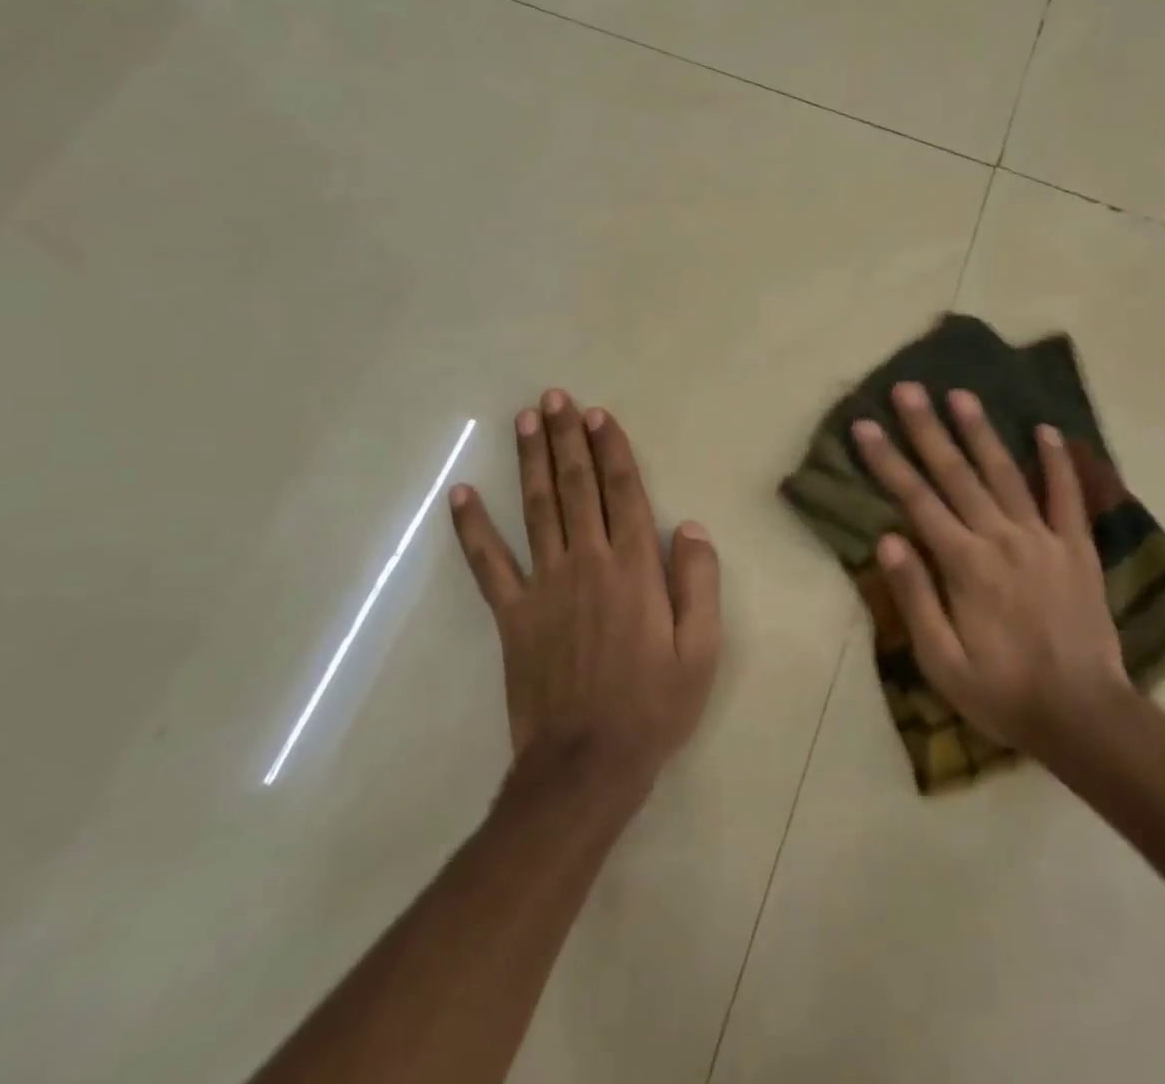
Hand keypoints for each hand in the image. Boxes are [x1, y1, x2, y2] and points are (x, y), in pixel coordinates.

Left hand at [449, 390, 720, 800]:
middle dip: (566, 439)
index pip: (623, 492)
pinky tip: (462, 493)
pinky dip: (472, 527)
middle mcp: (588, 562)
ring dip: (529, 461)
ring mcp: (544, 586)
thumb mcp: (702, 649)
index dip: (610, 449)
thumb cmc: (654, 706)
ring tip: (524, 420)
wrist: (586, 765)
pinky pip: (488, 563)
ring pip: (535, 508)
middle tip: (555, 398)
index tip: (597, 415)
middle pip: (576, 487)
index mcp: (635, 568)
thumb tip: (692, 526)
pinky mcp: (512, 614)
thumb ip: (700, 582)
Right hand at [851, 382, 1132, 755]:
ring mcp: (1043, 538)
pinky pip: (1067, 496)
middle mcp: (1001, 538)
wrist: (1085, 715)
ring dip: (981, 432)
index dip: (887, 460)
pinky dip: (1058, 461)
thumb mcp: (942, 662)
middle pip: (957, 474)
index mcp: (964, 565)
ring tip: (961, 394)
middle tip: (908, 388)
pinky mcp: (1077, 547)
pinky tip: (1047, 430)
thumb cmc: (1003, 693)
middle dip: (928, 429)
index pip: (916, 500)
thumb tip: (888, 539)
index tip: (865, 425)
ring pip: (1006, 473)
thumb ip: (915, 597)